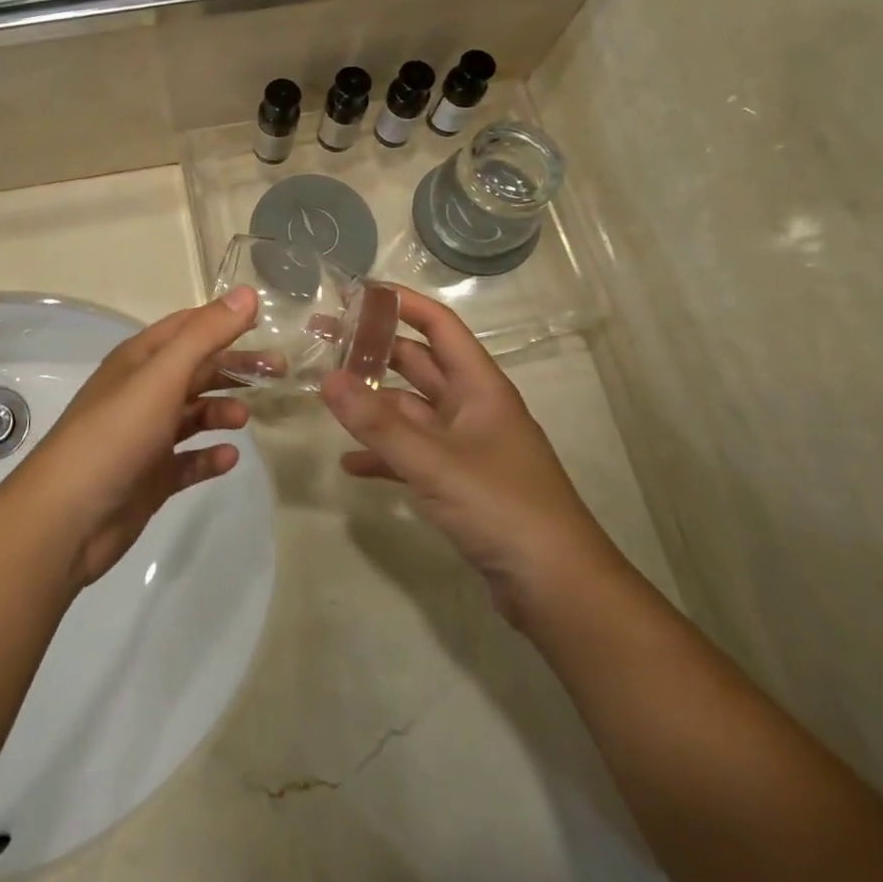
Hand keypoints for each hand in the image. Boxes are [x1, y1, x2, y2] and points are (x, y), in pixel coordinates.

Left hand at [10, 288, 259, 588]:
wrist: (67, 518)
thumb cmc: (115, 434)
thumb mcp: (162, 376)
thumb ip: (206, 335)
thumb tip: (248, 293)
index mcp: (140, 360)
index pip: (187, 327)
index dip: (224, 321)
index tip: (266, 324)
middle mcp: (142, 392)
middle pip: (196, 370)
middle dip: (234, 368)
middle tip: (279, 373)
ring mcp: (145, 436)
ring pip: (193, 414)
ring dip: (221, 411)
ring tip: (246, 419)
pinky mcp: (150, 477)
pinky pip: (188, 460)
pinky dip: (209, 456)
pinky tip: (229, 458)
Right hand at [319, 291, 615, 630]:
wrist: (558, 589)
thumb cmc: (503, 508)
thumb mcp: (435, 462)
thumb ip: (378, 423)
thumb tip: (327, 379)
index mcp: (480, 386)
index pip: (438, 325)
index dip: (401, 303)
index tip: (355, 292)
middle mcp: (473, 407)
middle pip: (418, 363)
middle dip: (374, 350)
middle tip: (325, 339)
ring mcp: (466, 446)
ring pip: (411, 410)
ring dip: (373, 404)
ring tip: (326, 395)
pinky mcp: (459, 483)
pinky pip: (412, 455)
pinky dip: (383, 454)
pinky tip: (350, 463)